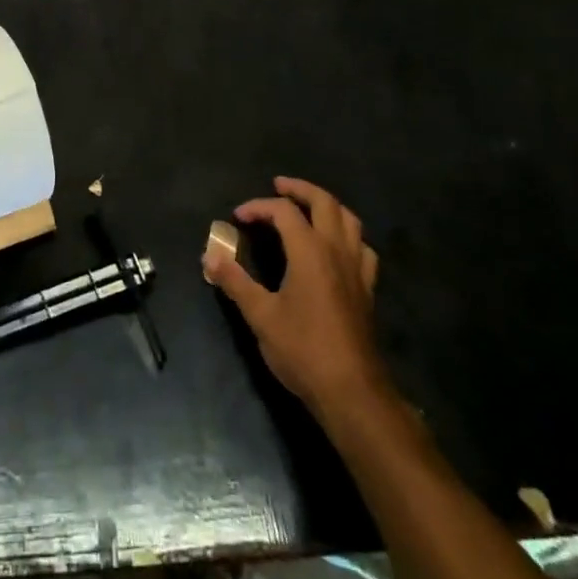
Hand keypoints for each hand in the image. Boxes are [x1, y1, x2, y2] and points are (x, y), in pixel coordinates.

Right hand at [204, 176, 383, 417]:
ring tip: (307, 209)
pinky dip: (347, 236)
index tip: (237, 217)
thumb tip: (209, 255)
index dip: (258, 207)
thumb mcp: (260, 315)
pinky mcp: (368, 289)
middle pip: (324, 202)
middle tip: (278, 187)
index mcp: (310, 251)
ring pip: (349, 219)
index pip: (284, 211)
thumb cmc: (303, 350)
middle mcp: (337, 251)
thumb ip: (234, 281)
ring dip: (327, 206)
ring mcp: (357, 269)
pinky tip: (336, 247)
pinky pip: (362, 248)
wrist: (352, 392)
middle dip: (299, 189)